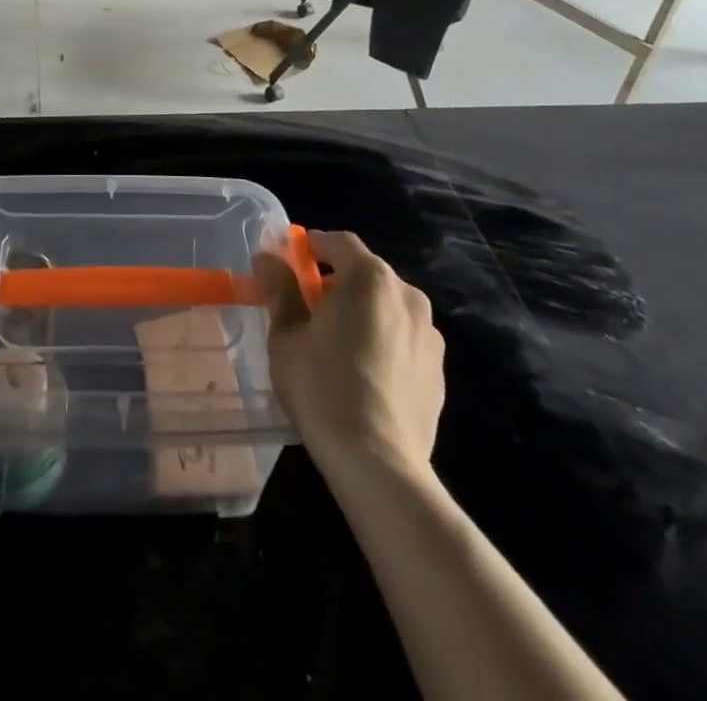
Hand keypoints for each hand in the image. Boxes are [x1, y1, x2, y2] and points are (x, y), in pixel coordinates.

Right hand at [254, 229, 444, 478]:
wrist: (378, 463)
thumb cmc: (323, 387)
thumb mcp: (286, 335)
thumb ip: (279, 289)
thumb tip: (267, 258)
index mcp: (370, 279)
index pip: (339, 242)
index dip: (313, 246)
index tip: (291, 261)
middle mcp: (407, 296)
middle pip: (367, 274)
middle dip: (337, 282)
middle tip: (308, 307)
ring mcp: (429, 336)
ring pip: (387, 308)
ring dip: (363, 313)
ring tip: (337, 345)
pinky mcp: (439, 372)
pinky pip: (404, 341)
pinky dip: (383, 343)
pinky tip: (364, 376)